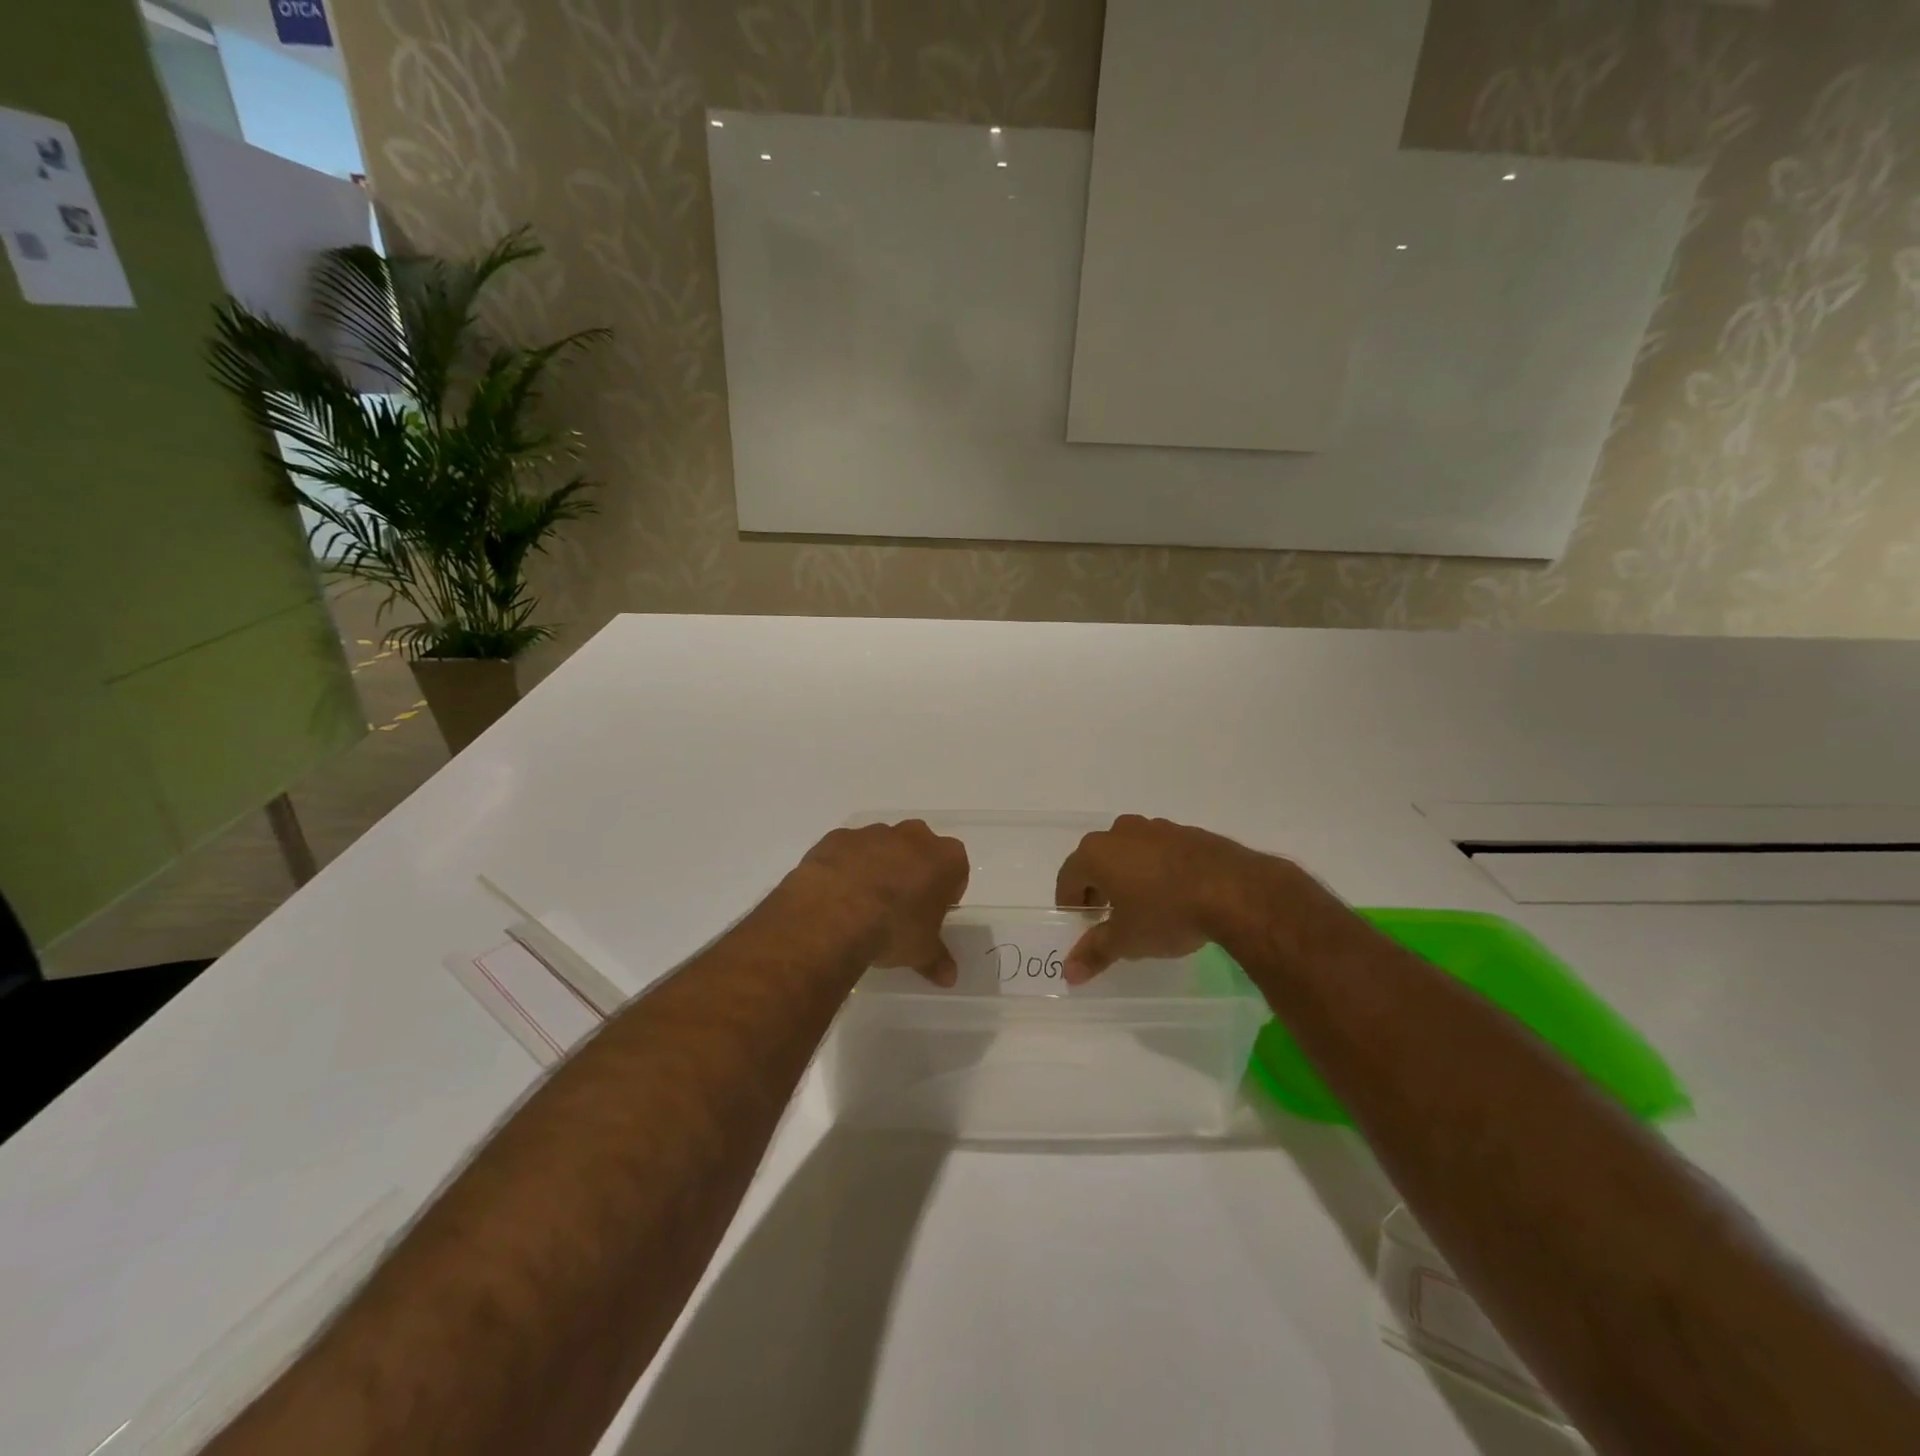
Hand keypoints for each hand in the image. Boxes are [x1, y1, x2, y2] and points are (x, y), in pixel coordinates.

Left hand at [793, 820, 970, 984]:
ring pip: (882, 846)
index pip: (955, 870)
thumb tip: (949, 977)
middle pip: (920, 850)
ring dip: (878, 867)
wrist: (833, 913)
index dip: (945, 891)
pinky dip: (846, 866)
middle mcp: (913, 836)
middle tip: (900, 906)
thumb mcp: (921, 951)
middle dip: (913, 872)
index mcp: (945, 858)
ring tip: (864, 904)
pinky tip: (837, 894)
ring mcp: (873, 832)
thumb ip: (937, 960)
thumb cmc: (893, 929)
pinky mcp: (838, 837)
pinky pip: (848, 850)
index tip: (932, 913)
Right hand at [1053, 815, 1289, 982]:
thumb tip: (1069, 973)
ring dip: (1127, 875)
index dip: (1070, 902)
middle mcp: (1119, 832)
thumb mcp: (1127, 940)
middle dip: (1097, 887)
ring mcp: (1155, 828)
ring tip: (1142, 905)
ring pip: (1128, 852)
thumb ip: (1095, 952)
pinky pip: (1158, 850)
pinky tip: (1172, 893)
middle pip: (1096, 860)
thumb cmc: (1166, 913)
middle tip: (1107, 916)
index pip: (1068, 877)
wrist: (1233, 890)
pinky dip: (1156, 868)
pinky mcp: (1185, 831)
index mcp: (1096, 853)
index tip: (1081, 923)